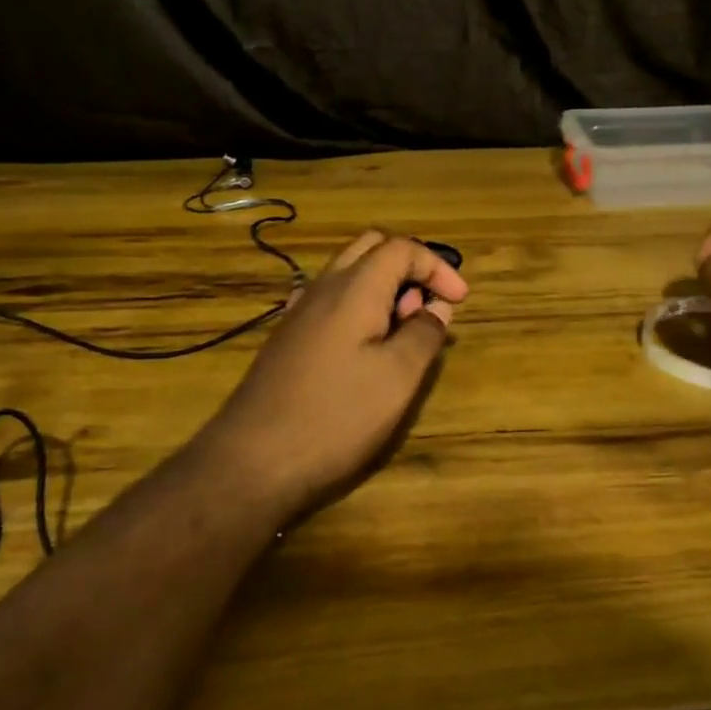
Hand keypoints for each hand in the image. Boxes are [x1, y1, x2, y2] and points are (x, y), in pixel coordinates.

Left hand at [194, 231, 468, 520]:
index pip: (402, 248)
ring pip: (348, 273)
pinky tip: (366, 346)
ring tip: (404, 331)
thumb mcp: (397, 378)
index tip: (459, 301)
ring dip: (384, 286)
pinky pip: (331, 300)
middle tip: (429, 305)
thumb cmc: (336, 416)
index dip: (437, 267)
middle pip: (371, 248)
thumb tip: (436, 309)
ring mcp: (300, 312)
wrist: (252, 461)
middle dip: (409, 266)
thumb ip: (423, 335)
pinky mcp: (288, 338)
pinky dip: (360, 306)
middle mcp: (323, 288)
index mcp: (354, 288)